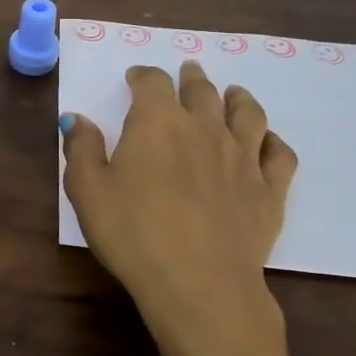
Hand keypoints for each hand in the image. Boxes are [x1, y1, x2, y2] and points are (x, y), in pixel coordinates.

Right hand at [62, 60, 295, 349]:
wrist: (199, 283)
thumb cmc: (133, 233)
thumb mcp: (87, 190)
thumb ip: (81, 148)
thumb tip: (77, 118)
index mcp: (158, 122)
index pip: (152, 82)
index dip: (142, 76)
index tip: (134, 79)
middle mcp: (205, 128)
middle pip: (202, 90)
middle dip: (191, 78)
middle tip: (188, 71)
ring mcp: (243, 157)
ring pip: (247, 114)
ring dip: (238, 98)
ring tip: (234, 93)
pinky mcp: (269, 190)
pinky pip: (279, 154)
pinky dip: (272, 141)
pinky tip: (267, 142)